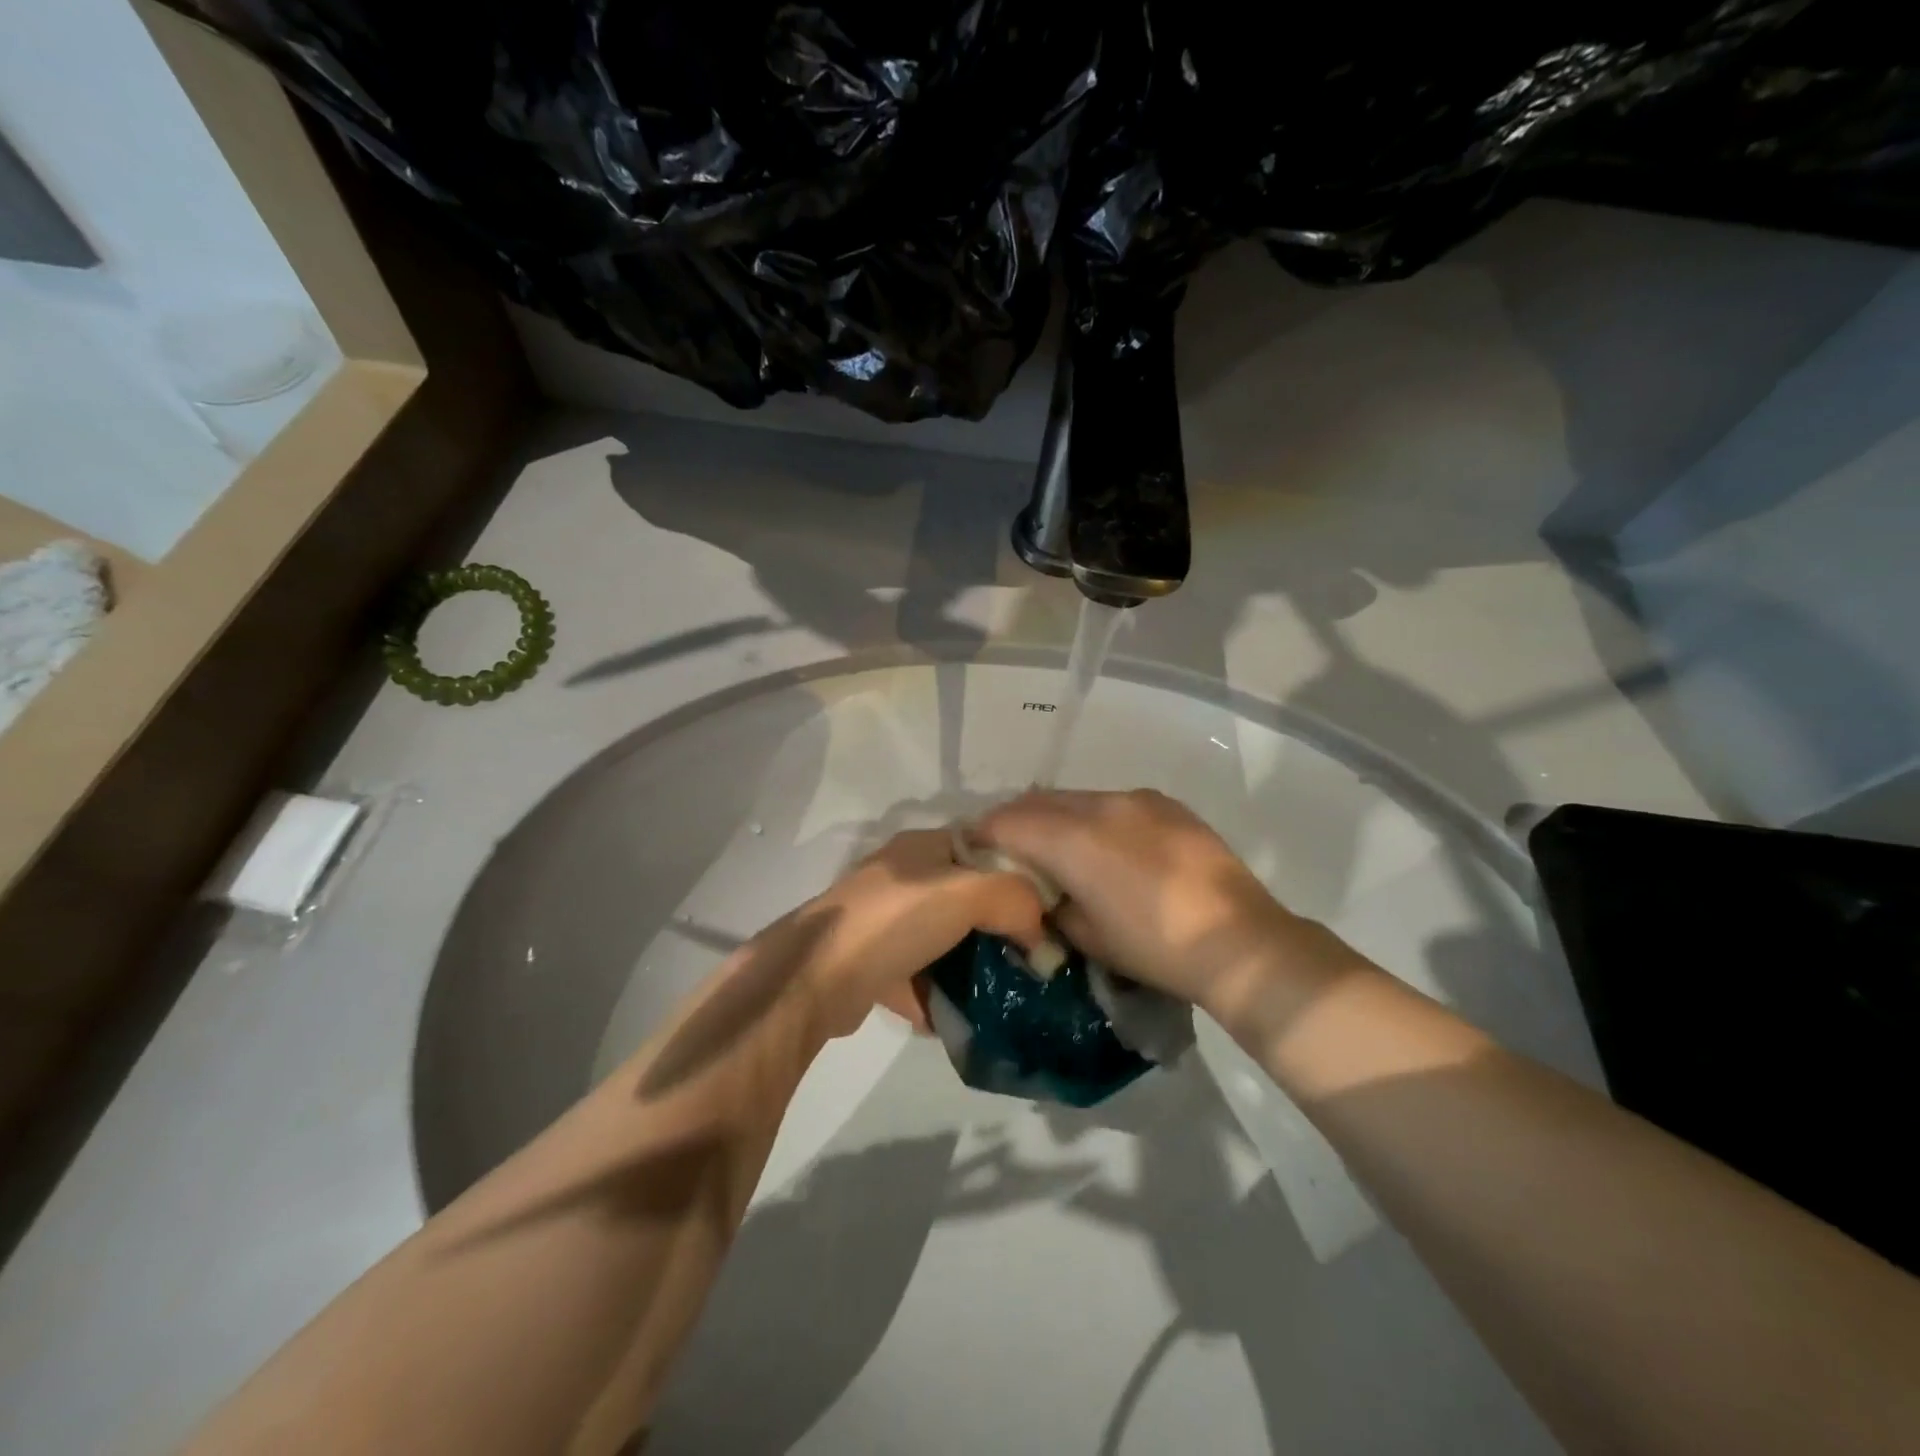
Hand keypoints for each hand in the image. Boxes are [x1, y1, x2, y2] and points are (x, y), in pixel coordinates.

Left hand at [797, 829, 1049, 1039]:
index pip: (984, 849)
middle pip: (964, 898)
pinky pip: (916, 976)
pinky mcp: (868, 963)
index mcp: (922, 847)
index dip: (1018, 875)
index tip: (1046, 912)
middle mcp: (901, 877)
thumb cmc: (895, 920)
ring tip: (999, 993)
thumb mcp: (968, 893)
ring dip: (966, 967)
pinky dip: (935, 995)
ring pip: (940, 940)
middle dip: (995, 929)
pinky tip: (957, 1017)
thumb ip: (1016, 900)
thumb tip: (1039, 937)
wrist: (816, 976)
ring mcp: (881, 921)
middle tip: (1027, 959)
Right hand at [972, 789, 1321, 1014]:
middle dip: (1015, 820)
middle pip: (1038, 800)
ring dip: (1054, 816)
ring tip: (1056, 846)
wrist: (1239, 941)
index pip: (1008, 821)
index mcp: (1074, 839)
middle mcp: (1100, 805)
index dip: (983, 834)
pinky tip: (1105, 844)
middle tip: (1008, 849)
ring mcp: (1136, 799)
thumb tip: (1043, 891)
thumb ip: (1051, 904)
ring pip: (1075, 797)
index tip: (973, 850)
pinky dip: (1092, 816)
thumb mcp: (1087, 935)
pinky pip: (1111, 801)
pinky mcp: (1165, 803)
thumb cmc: (1154, 948)